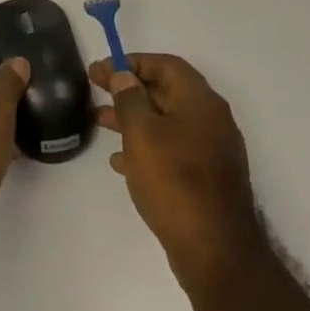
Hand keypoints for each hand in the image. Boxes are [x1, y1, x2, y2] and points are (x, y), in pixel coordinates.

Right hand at [91, 54, 255, 283]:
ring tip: (99, 121)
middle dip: (129, 89)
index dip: (132, 62)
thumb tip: (124, 77)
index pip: (166, 65)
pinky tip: (120, 161)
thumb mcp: (142, 133)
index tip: (102, 70)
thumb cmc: (174, 181)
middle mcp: (211, 120)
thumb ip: (130, 99)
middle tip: (95, 88)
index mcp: (200, 102)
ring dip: (133, 118)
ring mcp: (210, 150)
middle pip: (166, 91)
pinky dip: (146, 146)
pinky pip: (172, 149)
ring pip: (166, 122)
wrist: (214, 249)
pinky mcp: (205, 177)